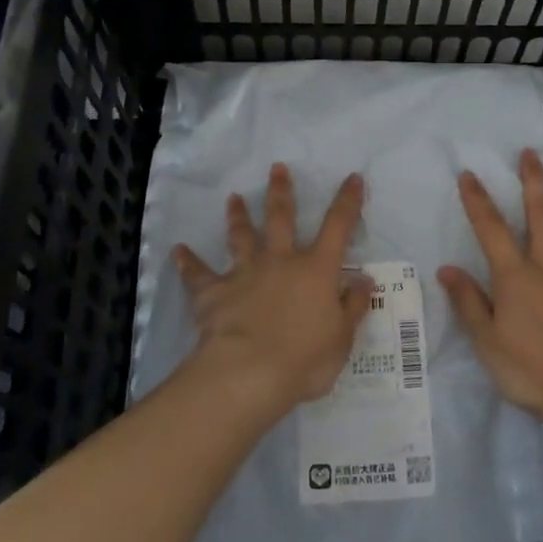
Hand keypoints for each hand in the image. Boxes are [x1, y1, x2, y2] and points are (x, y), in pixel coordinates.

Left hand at [173, 164, 371, 416]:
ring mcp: (244, 274)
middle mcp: (280, 262)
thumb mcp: (341, 338)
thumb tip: (364, 280)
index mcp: (316, 270)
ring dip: (238, 216)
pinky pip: (198, 274)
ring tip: (233, 198)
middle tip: (276, 168)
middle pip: (281, 218)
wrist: (249, 373)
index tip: (352, 177)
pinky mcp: (214, 293)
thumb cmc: (305, 359)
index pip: (338, 227)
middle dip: (280, 191)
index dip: (348, 201)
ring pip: (241, 237)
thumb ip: (352, 306)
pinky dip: (188, 262)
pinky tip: (178, 250)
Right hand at [440, 150, 542, 436]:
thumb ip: (468, 302)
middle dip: (533, 183)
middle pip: (540, 217)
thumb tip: (447, 268)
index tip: (469, 174)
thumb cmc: (529, 368)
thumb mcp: (486, 340)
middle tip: (531, 155)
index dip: (478, 199)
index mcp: (515, 276)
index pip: (491, 229)